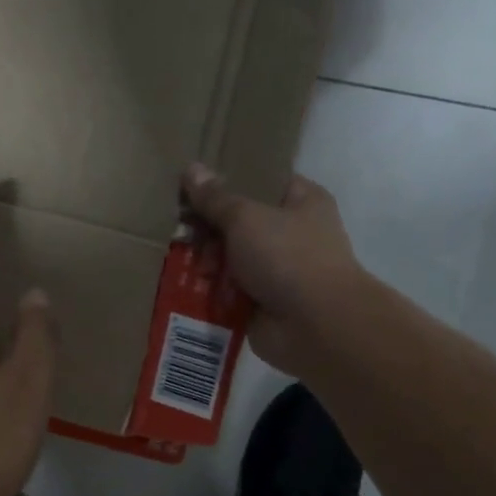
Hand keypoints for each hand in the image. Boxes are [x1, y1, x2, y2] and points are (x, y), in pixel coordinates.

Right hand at [182, 163, 367, 374]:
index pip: (262, 180)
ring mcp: (277, 271)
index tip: (192, 182)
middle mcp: (292, 234)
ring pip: (232, 259)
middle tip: (180, 228)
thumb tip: (191, 169)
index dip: (228, 179)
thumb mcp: (245, 218)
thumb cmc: (287, 257)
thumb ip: (215, 198)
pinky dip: (210, 291)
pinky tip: (184, 286)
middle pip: (240, 222)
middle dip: (209, 228)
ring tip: (181, 260)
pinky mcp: (262, 303)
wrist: (314, 326)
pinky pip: (228, 291)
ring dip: (208, 261)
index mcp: (302, 201)